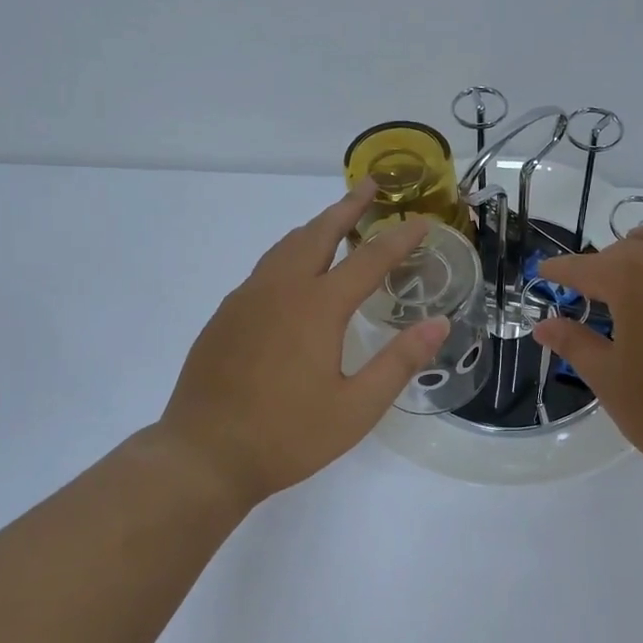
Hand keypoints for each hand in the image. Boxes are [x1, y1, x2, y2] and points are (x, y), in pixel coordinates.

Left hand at [154, 182, 449, 507]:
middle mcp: (281, 290)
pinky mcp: (226, 315)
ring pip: (287, 245)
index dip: (399, 238)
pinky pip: (265, 267)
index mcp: (317, 307)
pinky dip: (291, 251)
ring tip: (336, 218)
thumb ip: (399, 362)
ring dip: (317, 226)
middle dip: (348, 207)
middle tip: (371, 187)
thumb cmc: (287, 436)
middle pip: (319, 233)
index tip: (421, 220)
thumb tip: (439, 323)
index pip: (369, 259)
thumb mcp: (356, 409)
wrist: (202, 456)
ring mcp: (247, 299)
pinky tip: (295, 270)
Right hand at [533, 224, 642, 494]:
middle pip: (631, 249)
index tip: (543, 273)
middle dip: (603, 261)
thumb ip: (575, 343)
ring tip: (635, 261)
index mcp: (636, 283)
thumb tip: (545, 325)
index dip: (562, 270)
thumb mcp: (609, 380)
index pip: (588, 267)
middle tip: (585, 287)